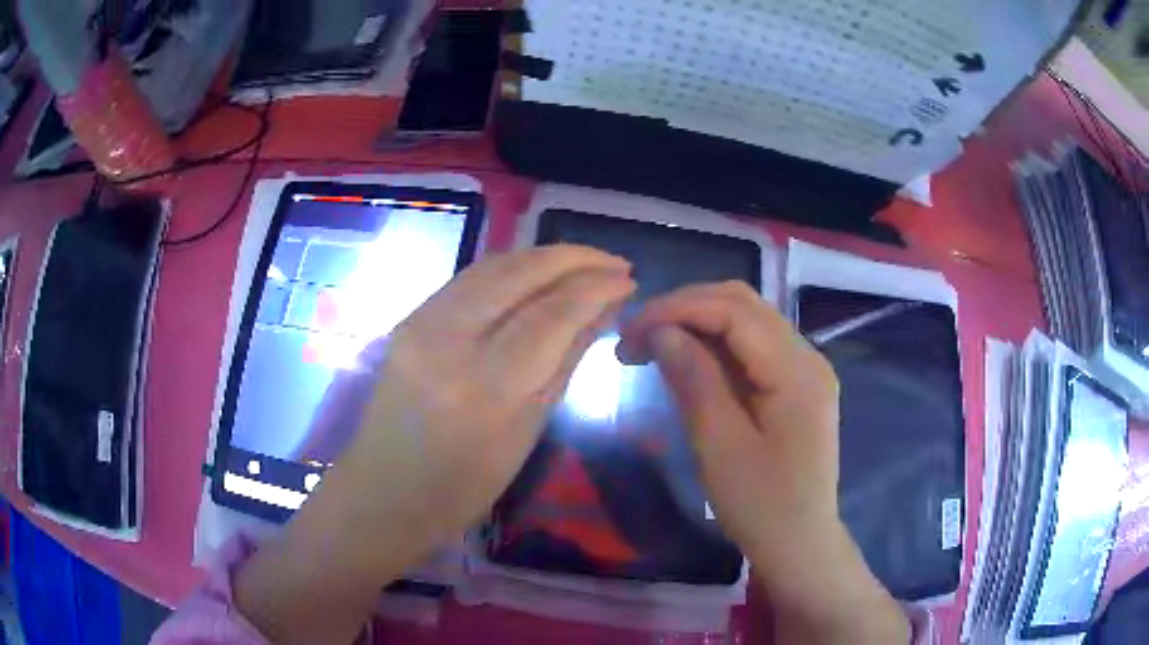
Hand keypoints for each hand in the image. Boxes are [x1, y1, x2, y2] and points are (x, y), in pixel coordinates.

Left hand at [236, 246, 634, 644]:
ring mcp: (421, 322)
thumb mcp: (526, 432)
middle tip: (615, 264)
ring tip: (585, 263)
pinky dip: (512, 268)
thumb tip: (603, 311)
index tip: (629, 281)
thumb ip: (565, 362)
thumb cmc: (462, 488)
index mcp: (485, 386)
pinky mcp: (409, 318)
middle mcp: (448, 340)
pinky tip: (538, 275)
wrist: (382, 493)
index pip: (553, 314)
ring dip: (545, 257)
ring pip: (493, 265)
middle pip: (521, 273)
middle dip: (576, 258)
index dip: (597, 288)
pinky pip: (469, 278)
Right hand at [619, 282, 907, 644]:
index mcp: (796, 370)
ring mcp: (805, 369)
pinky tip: (687, 361)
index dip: (677, 308)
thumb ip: (694, 380)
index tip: (629, 329)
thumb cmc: (761, 506)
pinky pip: (752, 348)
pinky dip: (715, 345)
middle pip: (743, 304)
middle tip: (636, 335)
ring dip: (698, 323)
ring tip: (652, 345)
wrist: (800, 544)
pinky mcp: (796, 386)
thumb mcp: (720, 447)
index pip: (733, 310)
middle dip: (685, 309)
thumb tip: (661, 331)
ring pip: (747, 321)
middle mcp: (807, 356)